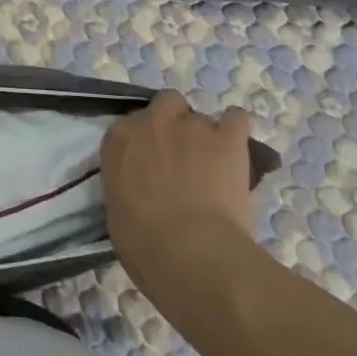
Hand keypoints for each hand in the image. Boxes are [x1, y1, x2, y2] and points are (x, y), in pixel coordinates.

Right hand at [101, 94, 257, 285]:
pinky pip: (237, 119)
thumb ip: (126, 187)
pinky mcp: (227, 139)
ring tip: (215, 168)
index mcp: (119, 140)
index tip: (152, 164)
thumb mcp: (118, 212)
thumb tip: (140, 193)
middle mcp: (152, 122)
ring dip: (206, 137)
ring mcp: (191, 126)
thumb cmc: (143, 243)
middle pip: (166, 103)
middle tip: (183, 156)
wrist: (189, 252)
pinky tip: (239, 149)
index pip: (129, 127)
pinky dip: (238, 129)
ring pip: (201, 117)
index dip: (145, 144)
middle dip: (175, 123)